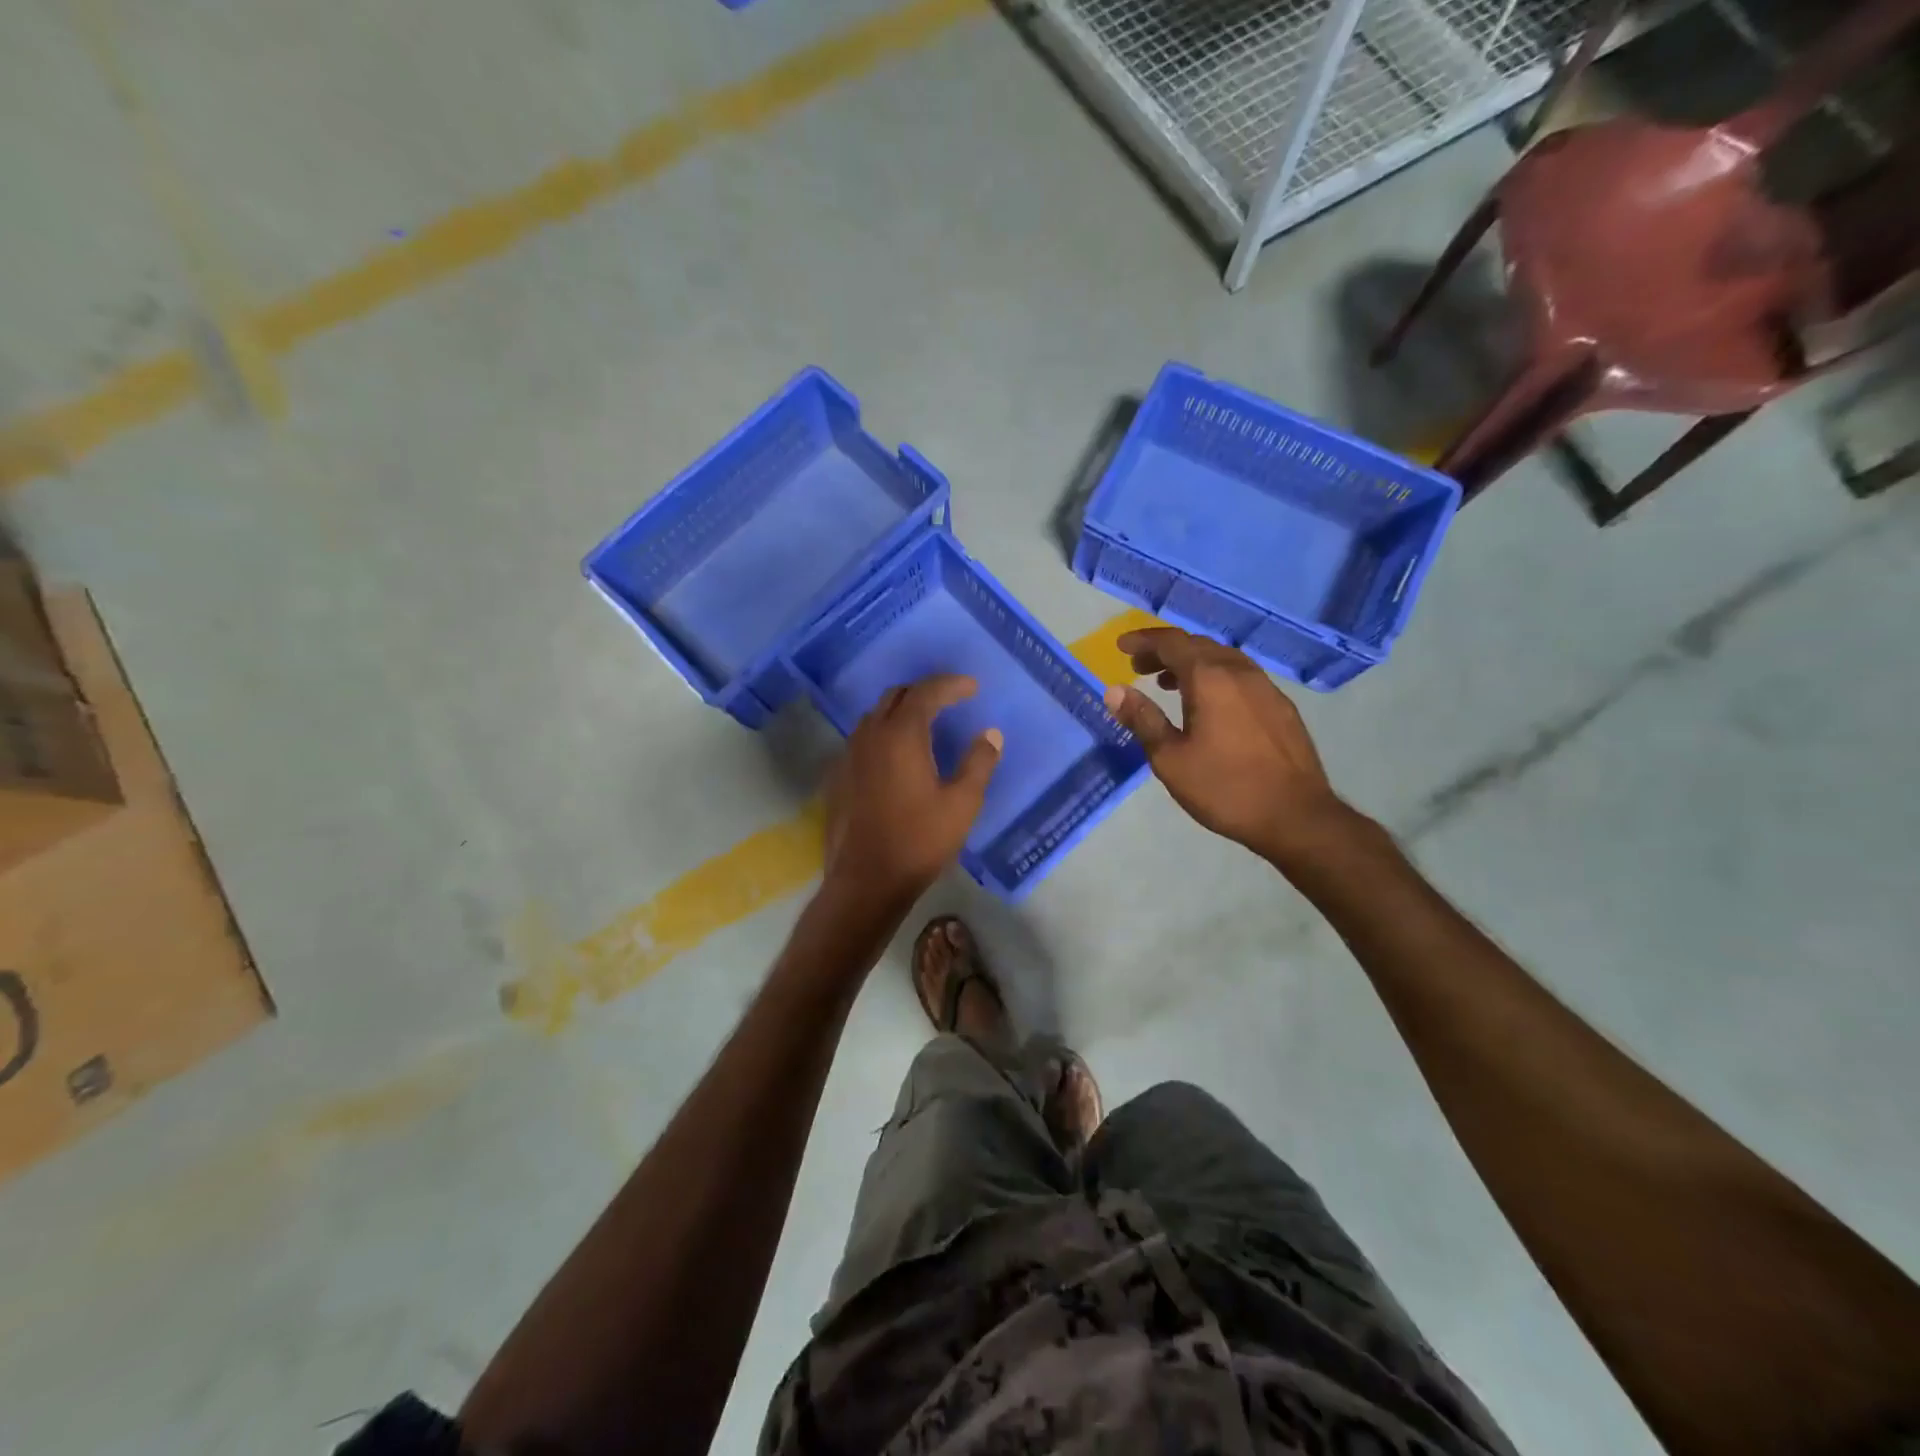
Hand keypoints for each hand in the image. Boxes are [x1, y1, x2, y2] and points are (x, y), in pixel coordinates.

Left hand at [823, 675, 1001, 910]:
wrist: (865, 881)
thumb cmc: (919, 841)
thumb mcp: (962, 804)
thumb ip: (978, 763)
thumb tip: (990, 734)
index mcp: (901, 735)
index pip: (926, 692)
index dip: (950, 684)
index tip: (972, 687)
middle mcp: (870, 736)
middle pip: (895, 696)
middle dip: (924, 691)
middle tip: (949, 700)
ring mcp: (849, 756)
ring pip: (875, 716)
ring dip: (901, 711)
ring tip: (925, 724)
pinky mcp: (838, 777)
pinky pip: (863, 740)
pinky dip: (884, 734)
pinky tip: (896, 757)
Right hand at [1103, 627, 1354, 868]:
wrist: (1296, 816)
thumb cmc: (1225, 788)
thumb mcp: (1170, 759)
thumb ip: (1143, 719)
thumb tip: (1115, 690)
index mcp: (1210, 678)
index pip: (1171, 642)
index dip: (1143, 640)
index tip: (1121, 645)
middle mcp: (1239, 672)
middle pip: (1197, 645)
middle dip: (1164, 651)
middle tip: (1139, 668)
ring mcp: (1265, 687)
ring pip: (1222, 659)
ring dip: (1191, 663)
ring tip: (1168, 684)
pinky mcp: (1281, 706)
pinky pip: (1240, 676)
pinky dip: (1215, 676)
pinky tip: (1209, 704)